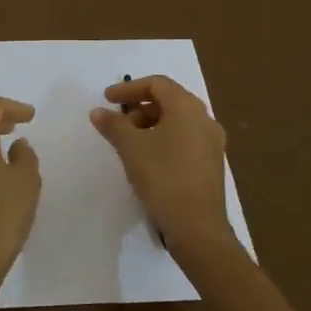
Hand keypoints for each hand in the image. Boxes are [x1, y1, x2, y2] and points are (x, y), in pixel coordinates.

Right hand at [90, 75, 237, 261]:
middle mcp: (205, 118)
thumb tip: (98, 111)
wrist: (196, 227)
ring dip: (151, 124)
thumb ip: (113, 124)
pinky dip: (164, 139)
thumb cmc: (162, 177)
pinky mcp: (212, 163)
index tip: (106, 98)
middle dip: (139, 107)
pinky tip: (148, 158)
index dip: (129, 87)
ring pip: (178, 121)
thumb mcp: (131, 148)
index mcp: (187, 107)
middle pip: (169, 100)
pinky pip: (185, 139)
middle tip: (117, 121)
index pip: (157, 84)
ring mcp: (212, 142)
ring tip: (129, 142)